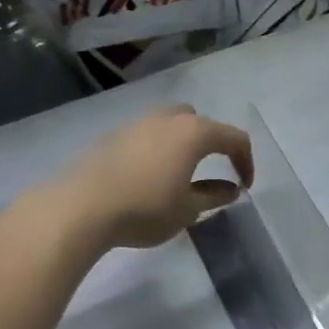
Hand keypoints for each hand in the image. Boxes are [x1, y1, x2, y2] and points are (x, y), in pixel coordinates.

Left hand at [64, 106, 253, 248]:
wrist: (82, 207)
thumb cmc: (146, 208)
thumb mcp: (189, 209)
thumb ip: (214, 196)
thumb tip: (231, 189)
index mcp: (194, 133)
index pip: (234, 138)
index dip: (246, 161)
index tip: (245, 187)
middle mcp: (168, 119)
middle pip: (201, 122)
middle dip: (213, 143)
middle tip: (214, 171)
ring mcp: (137, 124)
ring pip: (171, 124)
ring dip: (184, 144)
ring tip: (182, 174)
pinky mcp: (113, 136)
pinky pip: (147, 135)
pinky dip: (159, 149)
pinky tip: (150, 177)